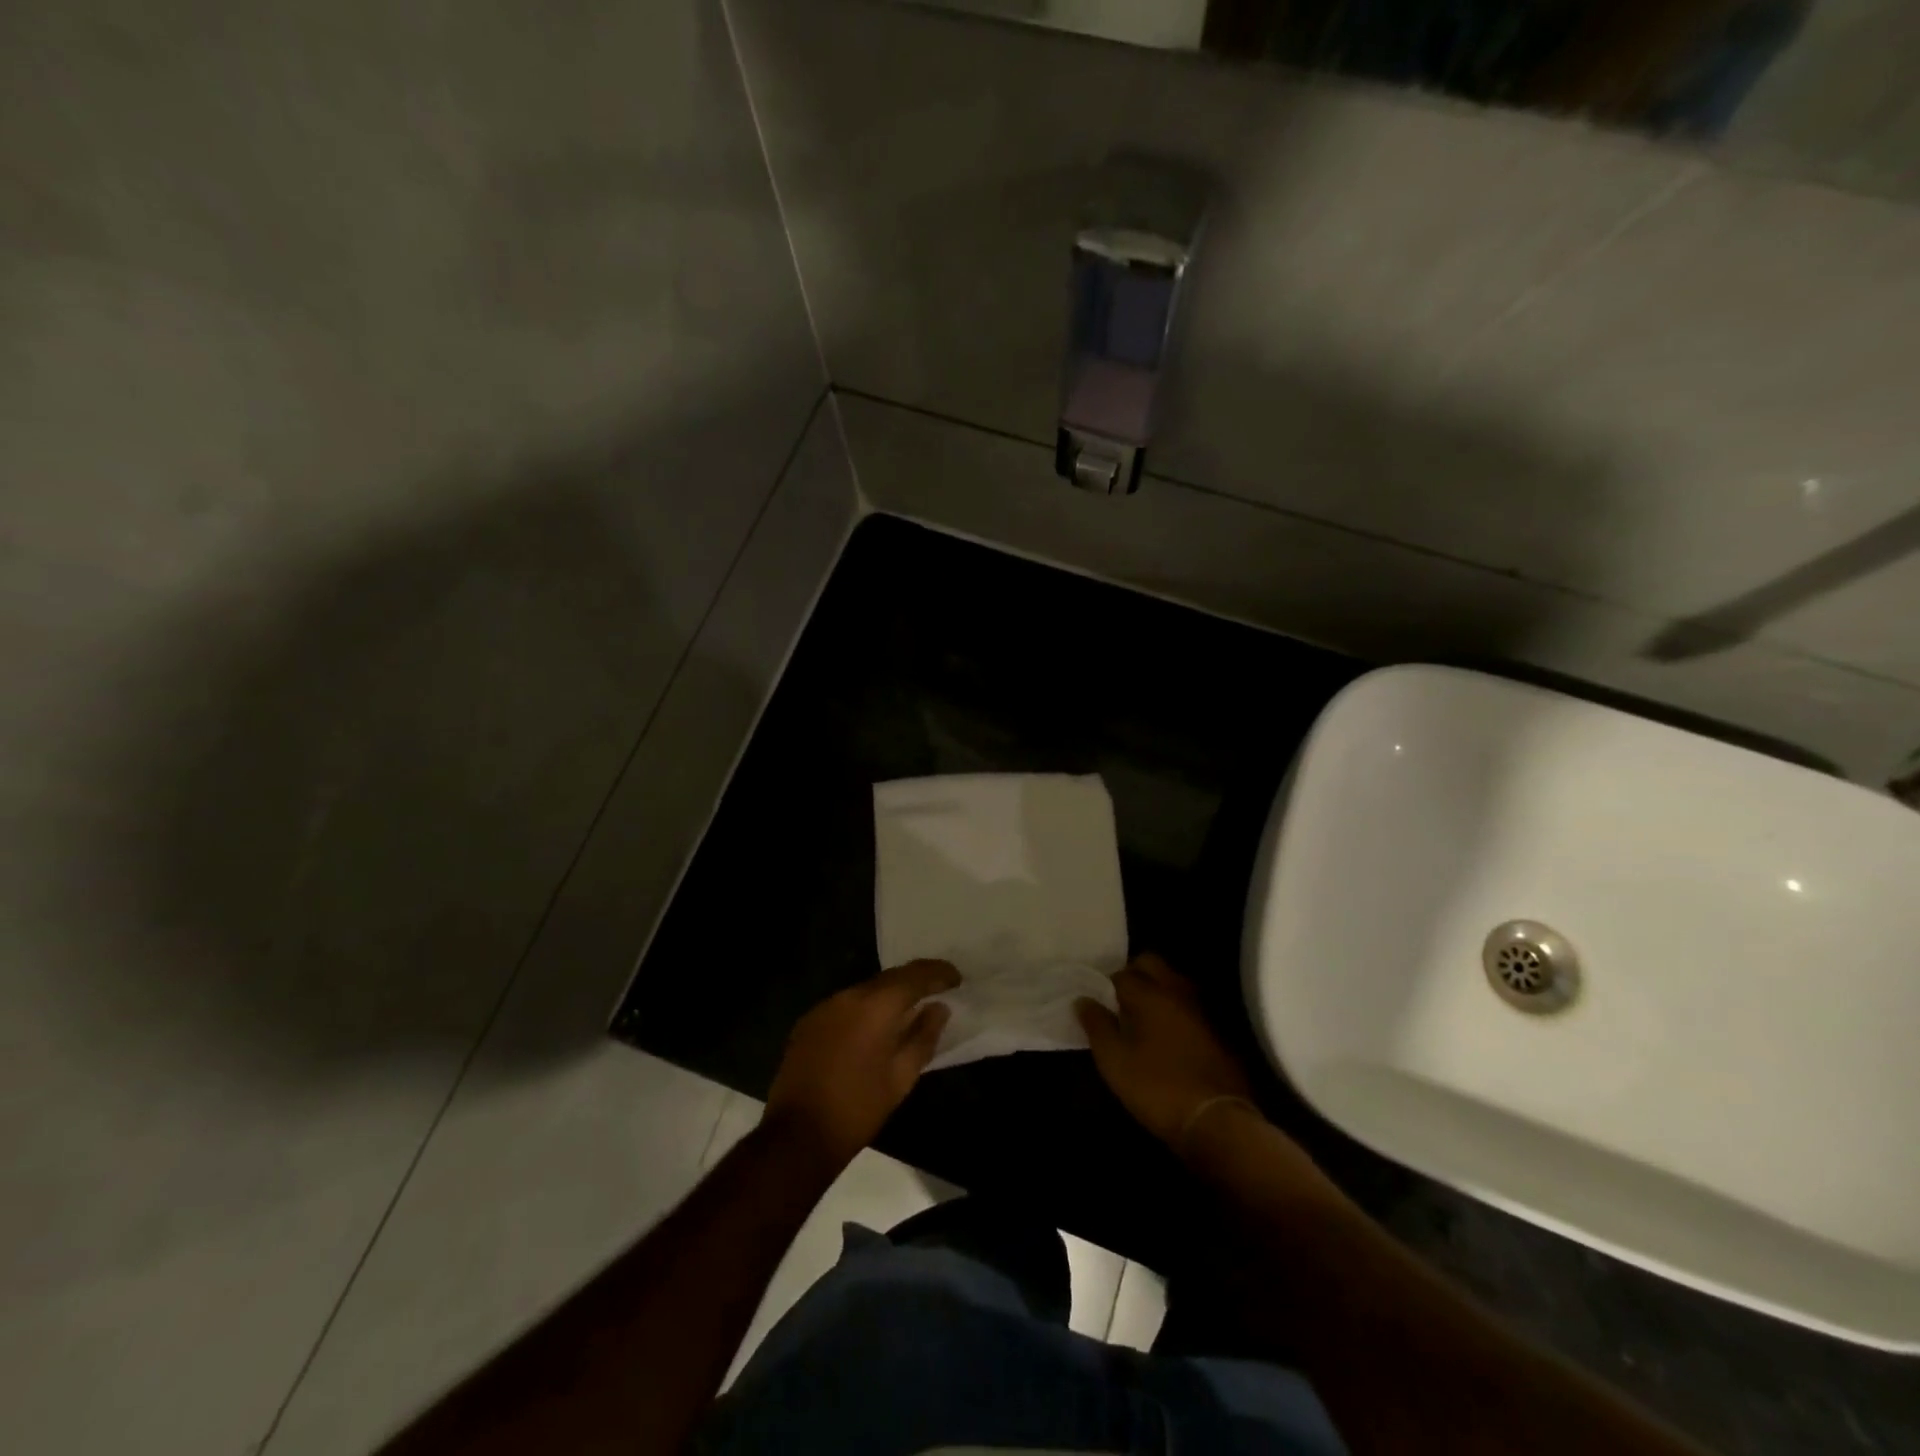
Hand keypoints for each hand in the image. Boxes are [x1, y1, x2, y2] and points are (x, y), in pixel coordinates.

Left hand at [765, 959, 958, 1169]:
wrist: (797, 1135)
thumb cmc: (858, 1108)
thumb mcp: (901, 1077)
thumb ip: (924, 1036)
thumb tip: (939, 1008)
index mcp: (875, 1005)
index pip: (914, 975)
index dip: (938, 972)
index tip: (957, 979)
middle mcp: (848, 995)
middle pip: (889, 978)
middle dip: (915, 981)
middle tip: (938, 990)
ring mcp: (824, 1007)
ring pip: (866, 990)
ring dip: (889, 996)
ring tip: (909, 1010)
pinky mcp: (808, 1022)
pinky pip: (846, 1005)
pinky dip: (866, 1009)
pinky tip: (874, 1029)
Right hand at [1075, 953, 1255, 1148]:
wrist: (1218, 1121)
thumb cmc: (1157, 1087)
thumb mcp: (1115, 1061)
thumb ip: (1097, 1026)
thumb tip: (1083, 1000)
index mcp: (1149, 994)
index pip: (1122, 973)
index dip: (1106, 984)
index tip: (1098, 1001)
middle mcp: (1177, 992)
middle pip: (1153, 964)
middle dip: (1134, 973)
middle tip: (1120, 1000)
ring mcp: (1201, 1010)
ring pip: (1174, 981)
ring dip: (1157, 989)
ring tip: (1142, 1016)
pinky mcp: (1217, 1031)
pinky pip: (1189, 1004)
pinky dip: (1175, 1008)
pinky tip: (1167, 1033)